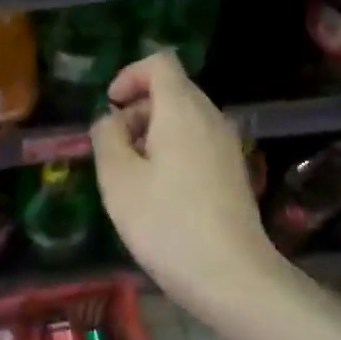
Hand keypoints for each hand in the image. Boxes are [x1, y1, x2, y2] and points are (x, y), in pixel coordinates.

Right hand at [90, 51, 281, 312]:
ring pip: (185, 117)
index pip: (160, 63)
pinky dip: (173, 149)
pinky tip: (159, 191)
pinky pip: (198, 141)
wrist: (232, 277)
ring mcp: (227, 145)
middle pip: (173, 89)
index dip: (129, 75)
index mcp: (183, 111)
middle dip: (138, 108)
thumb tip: (111, 120)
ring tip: (132, 174)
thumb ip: (107, 137)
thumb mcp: (118, 179)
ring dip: (153, 131)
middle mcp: (211, 118)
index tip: (111, 107)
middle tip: (114, 148)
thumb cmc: (167, 223)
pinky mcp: (233, 171)